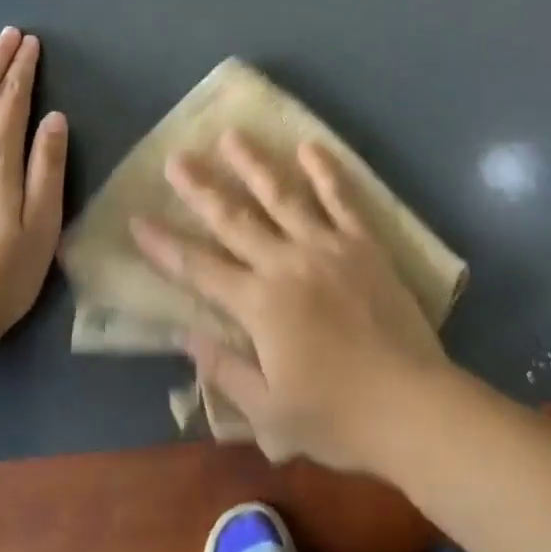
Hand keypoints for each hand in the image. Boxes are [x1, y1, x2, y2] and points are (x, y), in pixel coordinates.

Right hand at [130, 133, 451, 472]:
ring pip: (282, 196)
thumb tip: (185, 336)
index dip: (166, 246)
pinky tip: (309, 147)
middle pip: (235, 219)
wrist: (412, 406)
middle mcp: (286, 263)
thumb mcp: (269, 413)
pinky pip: (341, 199)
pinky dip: (325, 171)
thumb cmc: (337, 417)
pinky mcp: (363, 243)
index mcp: (260, 305)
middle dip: (201, 188)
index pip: (200, 269)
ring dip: (254, 164)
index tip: (138, 220)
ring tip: (232, 135)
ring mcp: (327, 246)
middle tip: (177, 158)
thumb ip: (225, 370)